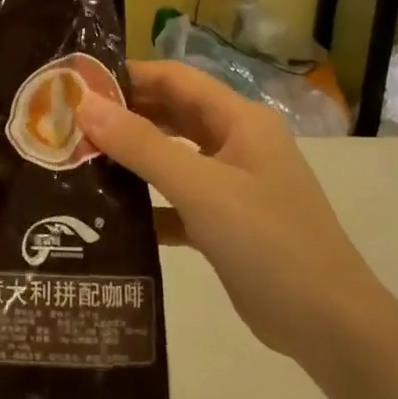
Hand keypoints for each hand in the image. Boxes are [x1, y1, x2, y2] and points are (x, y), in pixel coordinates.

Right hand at [75, 61, 372, 362]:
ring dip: (132, 158)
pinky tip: (109, 215)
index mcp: (240, 120)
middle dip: (125, 115)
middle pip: (172, 115)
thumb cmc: (267, 240)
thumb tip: (86, 104)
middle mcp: (237, 144)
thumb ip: (142, 145)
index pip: (176, 79)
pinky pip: (177, 200)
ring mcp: (233, 184)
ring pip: (173, 157)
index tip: (78, 84)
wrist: (328, 324)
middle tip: (69, 123)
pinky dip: (148, 202)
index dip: (129, 74)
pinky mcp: (225, 223)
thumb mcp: (201, 187)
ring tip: (79, 161)